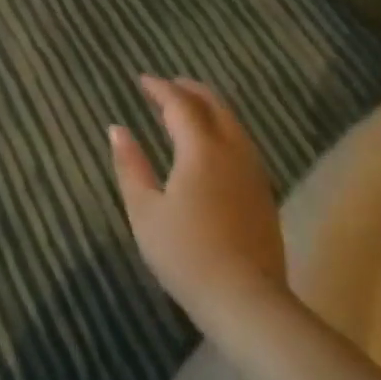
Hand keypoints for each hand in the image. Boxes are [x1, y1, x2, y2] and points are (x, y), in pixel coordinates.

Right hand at [110, 76, 286, 325]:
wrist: (245, 300)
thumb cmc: (185, 253)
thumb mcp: (144, 210)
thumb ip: (130, 165)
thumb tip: (117, 129)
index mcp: (201, 150)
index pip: (180, 105)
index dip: (160, 89)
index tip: (141, 80)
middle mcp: (233, 152)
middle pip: (215, 107)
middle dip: (190, 90)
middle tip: (167, 85)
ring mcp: (254, 173)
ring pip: (233, 125)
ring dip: (209, 109)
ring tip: (188, 109)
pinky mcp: (263, 194)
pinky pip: (242, 145)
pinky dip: (223, 130)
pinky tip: (212, 147)